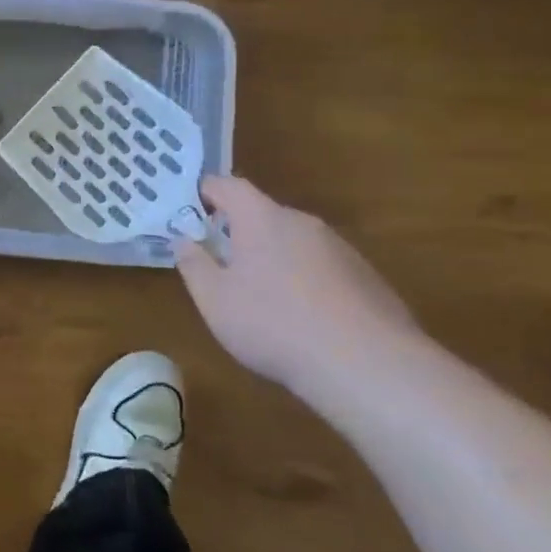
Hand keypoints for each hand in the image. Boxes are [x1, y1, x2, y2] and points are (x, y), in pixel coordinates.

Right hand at [174, 176, 420, 389]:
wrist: (367, 365)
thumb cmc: (274, 324)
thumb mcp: (214, 300)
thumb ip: (194, 265)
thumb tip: (183, 240)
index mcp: (262, 219)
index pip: (228, 186)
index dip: (206, 191)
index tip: (189, 208)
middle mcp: (303, 223)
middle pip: (263, 214)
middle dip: (239, 231)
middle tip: (219, 260)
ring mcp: (340, 249)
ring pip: (294, 242)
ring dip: (273, 258)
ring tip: (260, 297)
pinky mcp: (366, 278)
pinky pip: (322, 268)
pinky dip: (304, 281)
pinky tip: (302, 320)